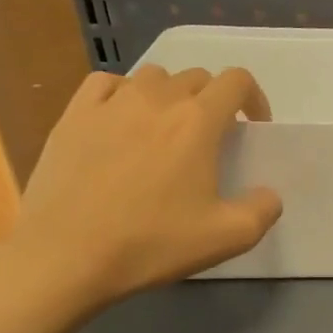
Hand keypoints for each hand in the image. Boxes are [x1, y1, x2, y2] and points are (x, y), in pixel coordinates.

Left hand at [0, 66, 281, 310]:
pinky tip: (122, 121)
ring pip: (153, 76)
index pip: (237, 80)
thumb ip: (263, 209)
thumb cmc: (152, 242)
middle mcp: (157, 99)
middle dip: (213, 101)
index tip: (252, 129)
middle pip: (197, 77)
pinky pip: (106, 84)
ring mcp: (110, 104)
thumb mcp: (229, 236)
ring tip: (167, 130)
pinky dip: (123, 94)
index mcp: (198, 121)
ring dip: (171, 95)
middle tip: (211, 140)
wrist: (64, 256)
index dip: (253, 99)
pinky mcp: (72, 116)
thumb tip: (267, 194)